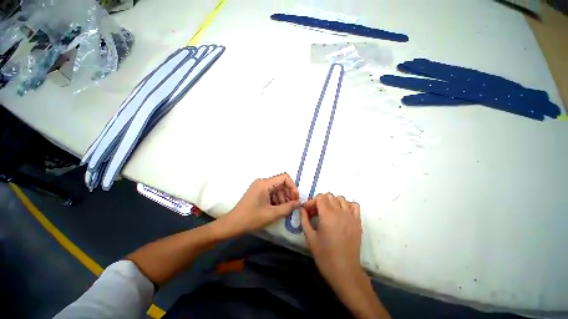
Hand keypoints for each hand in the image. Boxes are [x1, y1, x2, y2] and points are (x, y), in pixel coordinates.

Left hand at [219, 173, 299, 237]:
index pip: (284, 177)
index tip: (295, 199)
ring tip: (283, 210)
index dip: (293, 187)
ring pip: (276, 188)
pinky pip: (271, 192)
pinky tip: (276, 209)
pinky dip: (276, 200)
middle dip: (288, 194)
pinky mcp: (257, 192)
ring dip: (282, 198)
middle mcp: (262, 182)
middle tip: (291, 206)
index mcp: (265, 183)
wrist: (232, 224)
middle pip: (281, 183)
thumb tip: (299, 203)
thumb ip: (288, 207)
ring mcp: (259, 187)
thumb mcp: (272, 214)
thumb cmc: (251, 218)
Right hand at [300, 193, 363, 290]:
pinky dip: (347, 205)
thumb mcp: (310, 237)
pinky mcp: (358, 222)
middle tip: (315, 212)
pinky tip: (341, 213)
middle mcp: (340, 212)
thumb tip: (302, 209)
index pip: (320, 197)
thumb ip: (304, 220)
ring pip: (341, 198)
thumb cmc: (325, 255)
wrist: (345, 271)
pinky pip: (354, 205)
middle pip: (330, 195)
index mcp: (328, 215)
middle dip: (320, 201)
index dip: (312, 202)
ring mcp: (351, 216)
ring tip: (328, 212)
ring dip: (332, 202)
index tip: (307, 211)